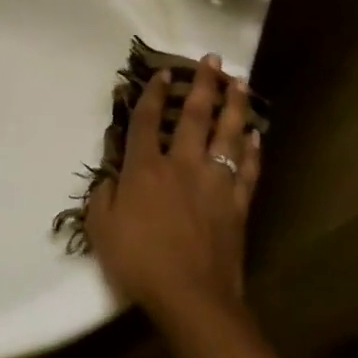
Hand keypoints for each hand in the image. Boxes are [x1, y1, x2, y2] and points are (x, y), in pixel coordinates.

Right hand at [85, 54, 258, 321]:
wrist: (192, 297)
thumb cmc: (139, 262)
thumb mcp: (101, 229)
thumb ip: (103, 196)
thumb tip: (111, 176)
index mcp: (145, 169)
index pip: (147, 120)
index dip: (152, 93)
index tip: (162, 73)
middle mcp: (182, 165)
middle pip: (195, 116)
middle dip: (203, 84)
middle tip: (212, 60)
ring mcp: (214, 183)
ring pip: (228, 135)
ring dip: (235, 106)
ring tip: (240, 82)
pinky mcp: (237, 204)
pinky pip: (248, 169)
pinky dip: (253, 150)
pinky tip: (256, 135)